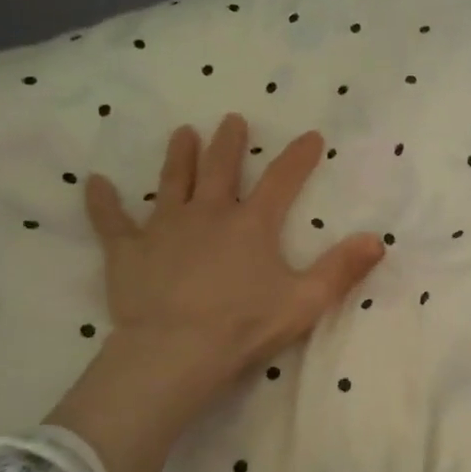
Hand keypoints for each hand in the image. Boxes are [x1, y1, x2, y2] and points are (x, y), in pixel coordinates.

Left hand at [48, 115, 383, 471]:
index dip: (298, 157)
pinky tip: (93, 182)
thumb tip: (377, 239)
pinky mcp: (127, 250)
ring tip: (183, 133)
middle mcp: (208, 214)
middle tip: (232, 120)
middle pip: (221, 169)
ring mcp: (164, 228)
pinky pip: (111, 220)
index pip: (282, 181)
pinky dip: (102, 201)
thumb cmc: (245, 326)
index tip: (311, 136)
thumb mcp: (306, 300)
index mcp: (251, 224)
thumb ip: (341, 269)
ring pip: (172, 182)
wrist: (176, 351)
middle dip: (229, 143)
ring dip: (180, 156)